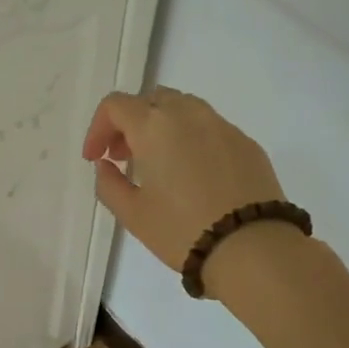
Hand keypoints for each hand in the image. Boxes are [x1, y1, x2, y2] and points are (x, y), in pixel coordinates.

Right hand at [82, 89, 298, 300]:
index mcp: (154, 126)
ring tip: (159, 164)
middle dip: (131, 123)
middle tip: (124, 157)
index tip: (96, 158)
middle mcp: (189, 114)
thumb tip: (106, 166)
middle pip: (151, 100)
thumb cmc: (182, 230)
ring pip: (184, 108)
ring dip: (162, 126)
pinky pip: (210, 128)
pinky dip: (191, 139)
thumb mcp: (132, 214)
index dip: (98, 128)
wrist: (253, 247)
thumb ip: (109, 184)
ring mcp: (222, 126)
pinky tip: (193, 175)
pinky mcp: (247, 143)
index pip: (116, 105)